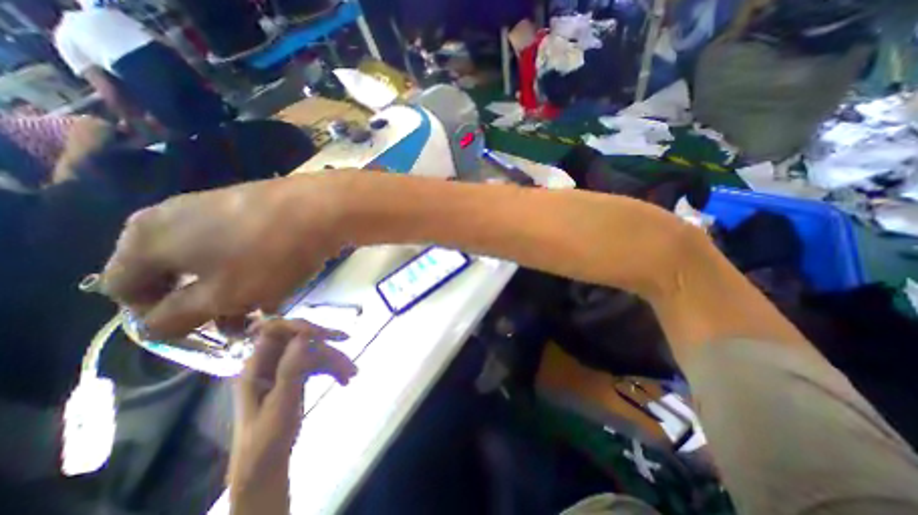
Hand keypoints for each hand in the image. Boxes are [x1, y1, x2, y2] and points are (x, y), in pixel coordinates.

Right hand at [99, 174, 344, 338]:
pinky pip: (242, 245)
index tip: (198, 326)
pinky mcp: (251, 207)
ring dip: (236, 288)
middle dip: (206, 302)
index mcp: (146, 239)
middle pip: (175, 273)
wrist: (322, 209)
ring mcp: (216, 207)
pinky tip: (281, 282)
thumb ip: (178, 316)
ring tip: (266, 305)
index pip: (123, 288)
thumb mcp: (221, 297)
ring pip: (216, 261)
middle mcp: (173, 217)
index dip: (154, 314)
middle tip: (239, 320)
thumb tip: (150, 326)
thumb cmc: (269, 255)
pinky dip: (255, 268)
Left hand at [227, 320, 356, 513]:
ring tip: (353, 374)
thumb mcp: (280, 404)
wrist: (267, 464)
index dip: (300, 327)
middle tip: (348, 342)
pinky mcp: (296, 374)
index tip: (324, 334)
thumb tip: (305, 336)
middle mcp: (270, 361)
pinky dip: (332, 369)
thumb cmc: (267, 437)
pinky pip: (317, 363)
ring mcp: (284, 367)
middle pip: (301, 339)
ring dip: (334, 359)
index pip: (276, 331)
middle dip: (325, 344)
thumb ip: (291, 369)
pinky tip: (345, 380)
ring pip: (314, 351)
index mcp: (256, 365)